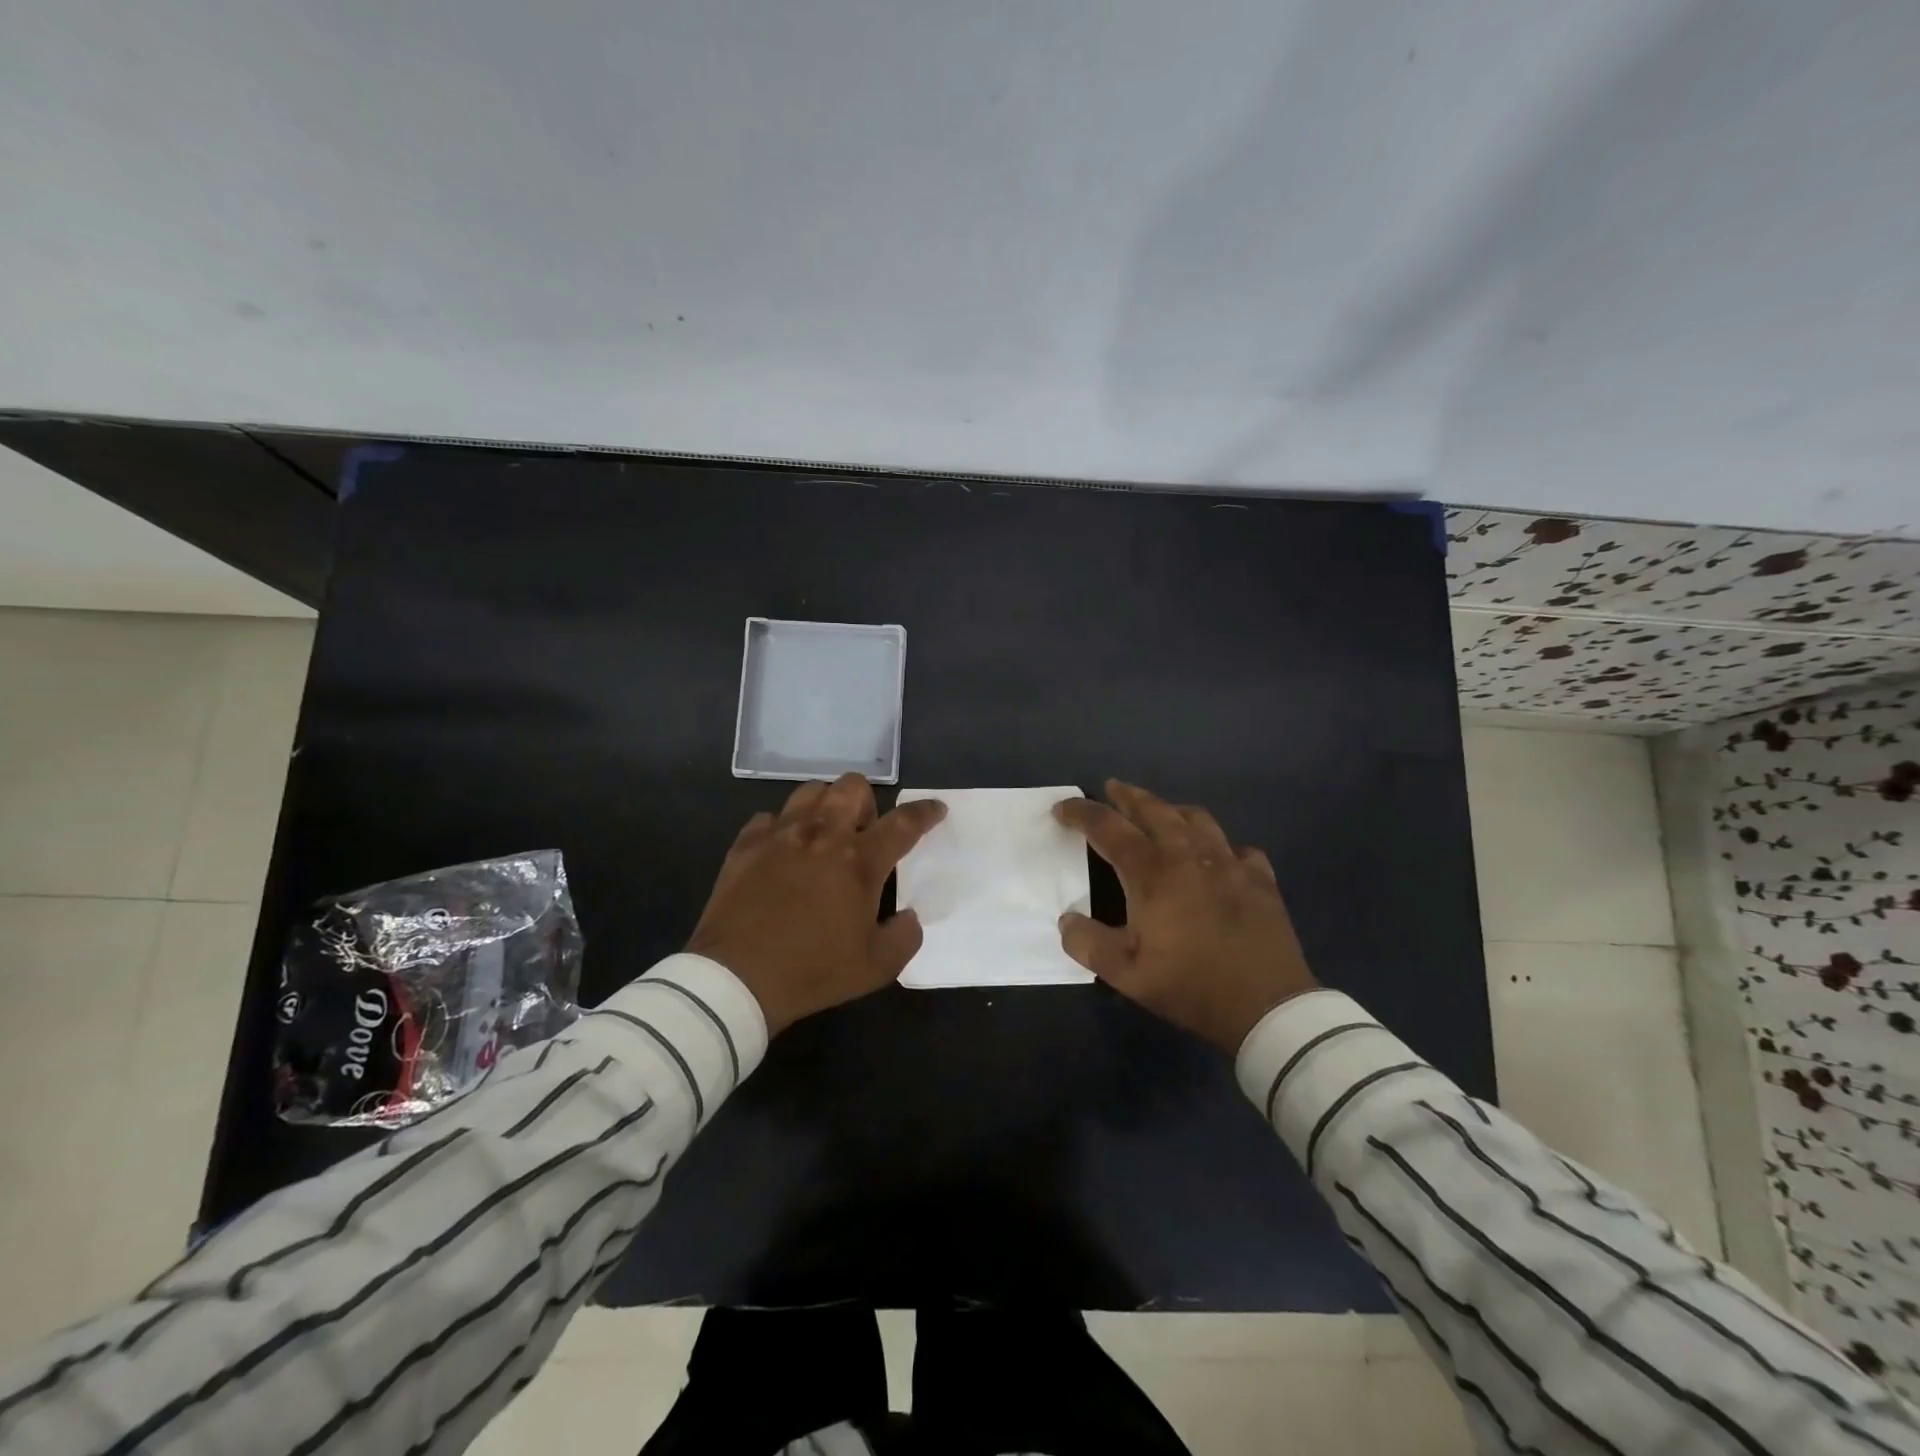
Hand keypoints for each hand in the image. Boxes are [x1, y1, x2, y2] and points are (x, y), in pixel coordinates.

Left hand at [687, 774, 945, 1035]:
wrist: (736, 979)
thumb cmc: (812, 972)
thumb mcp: (876, 967)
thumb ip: (905, 936)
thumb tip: (908, 916)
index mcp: (859, 862)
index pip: (903, 824)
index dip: (925, 813)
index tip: (936, 809)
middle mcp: (822, 835)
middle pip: (853, 787)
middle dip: (867, 803)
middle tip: (863, 833)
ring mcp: (780, 835)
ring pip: (810, 791)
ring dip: (825, 806)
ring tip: (823, 835)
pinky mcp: (746, 844)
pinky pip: (770, 817)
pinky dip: (782, 829)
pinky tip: (782, 852)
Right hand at [1053, 780, 1317, 1052]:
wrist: (1266, 1006)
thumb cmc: (1189, 985)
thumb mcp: (1125, 974)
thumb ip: (1087, 943)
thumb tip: (1067, 919)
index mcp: (1152, 872)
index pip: (1108, 828)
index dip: (1081, 813)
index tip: (1062, 809)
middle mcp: (1189, 855)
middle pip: (1154, 810)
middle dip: (1128, 796)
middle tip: (1112, 788)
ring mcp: (1229, 863)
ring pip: (1197, 819)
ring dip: (1171, 810)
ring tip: (1160, 813)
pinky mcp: (1260, 878)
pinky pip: (1237, 848)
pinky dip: (1219, 845)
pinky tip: (1217, 857)